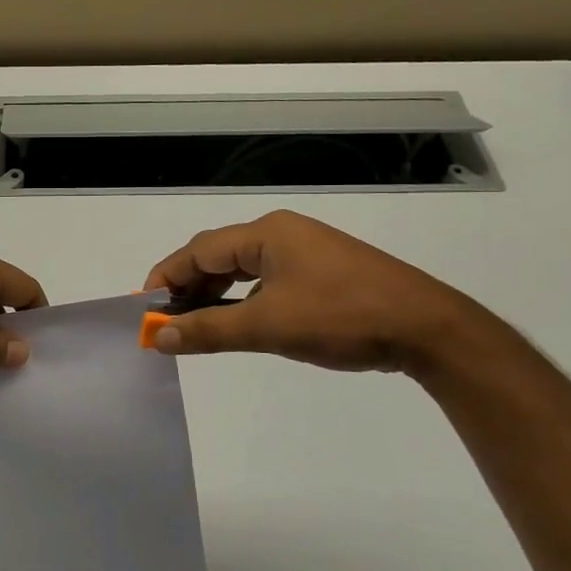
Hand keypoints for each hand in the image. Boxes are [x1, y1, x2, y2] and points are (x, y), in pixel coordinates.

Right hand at [143, 210, 477, 372]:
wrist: (426, 328)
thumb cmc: (341, 317)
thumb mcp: (268, 326)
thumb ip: (209, 330)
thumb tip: (159, 336)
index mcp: (267, 234)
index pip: (199, 250)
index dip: (167, 276)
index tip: (144, 307)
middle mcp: (283, 234)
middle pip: (219, 255)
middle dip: (189, 287)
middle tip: (166, 320)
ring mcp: (306, 252)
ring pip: (244, 269)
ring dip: (216, 295)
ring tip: (194, 324)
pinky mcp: (324, 273)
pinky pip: (268, 280)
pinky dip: (244, 299)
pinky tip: (239, 321)